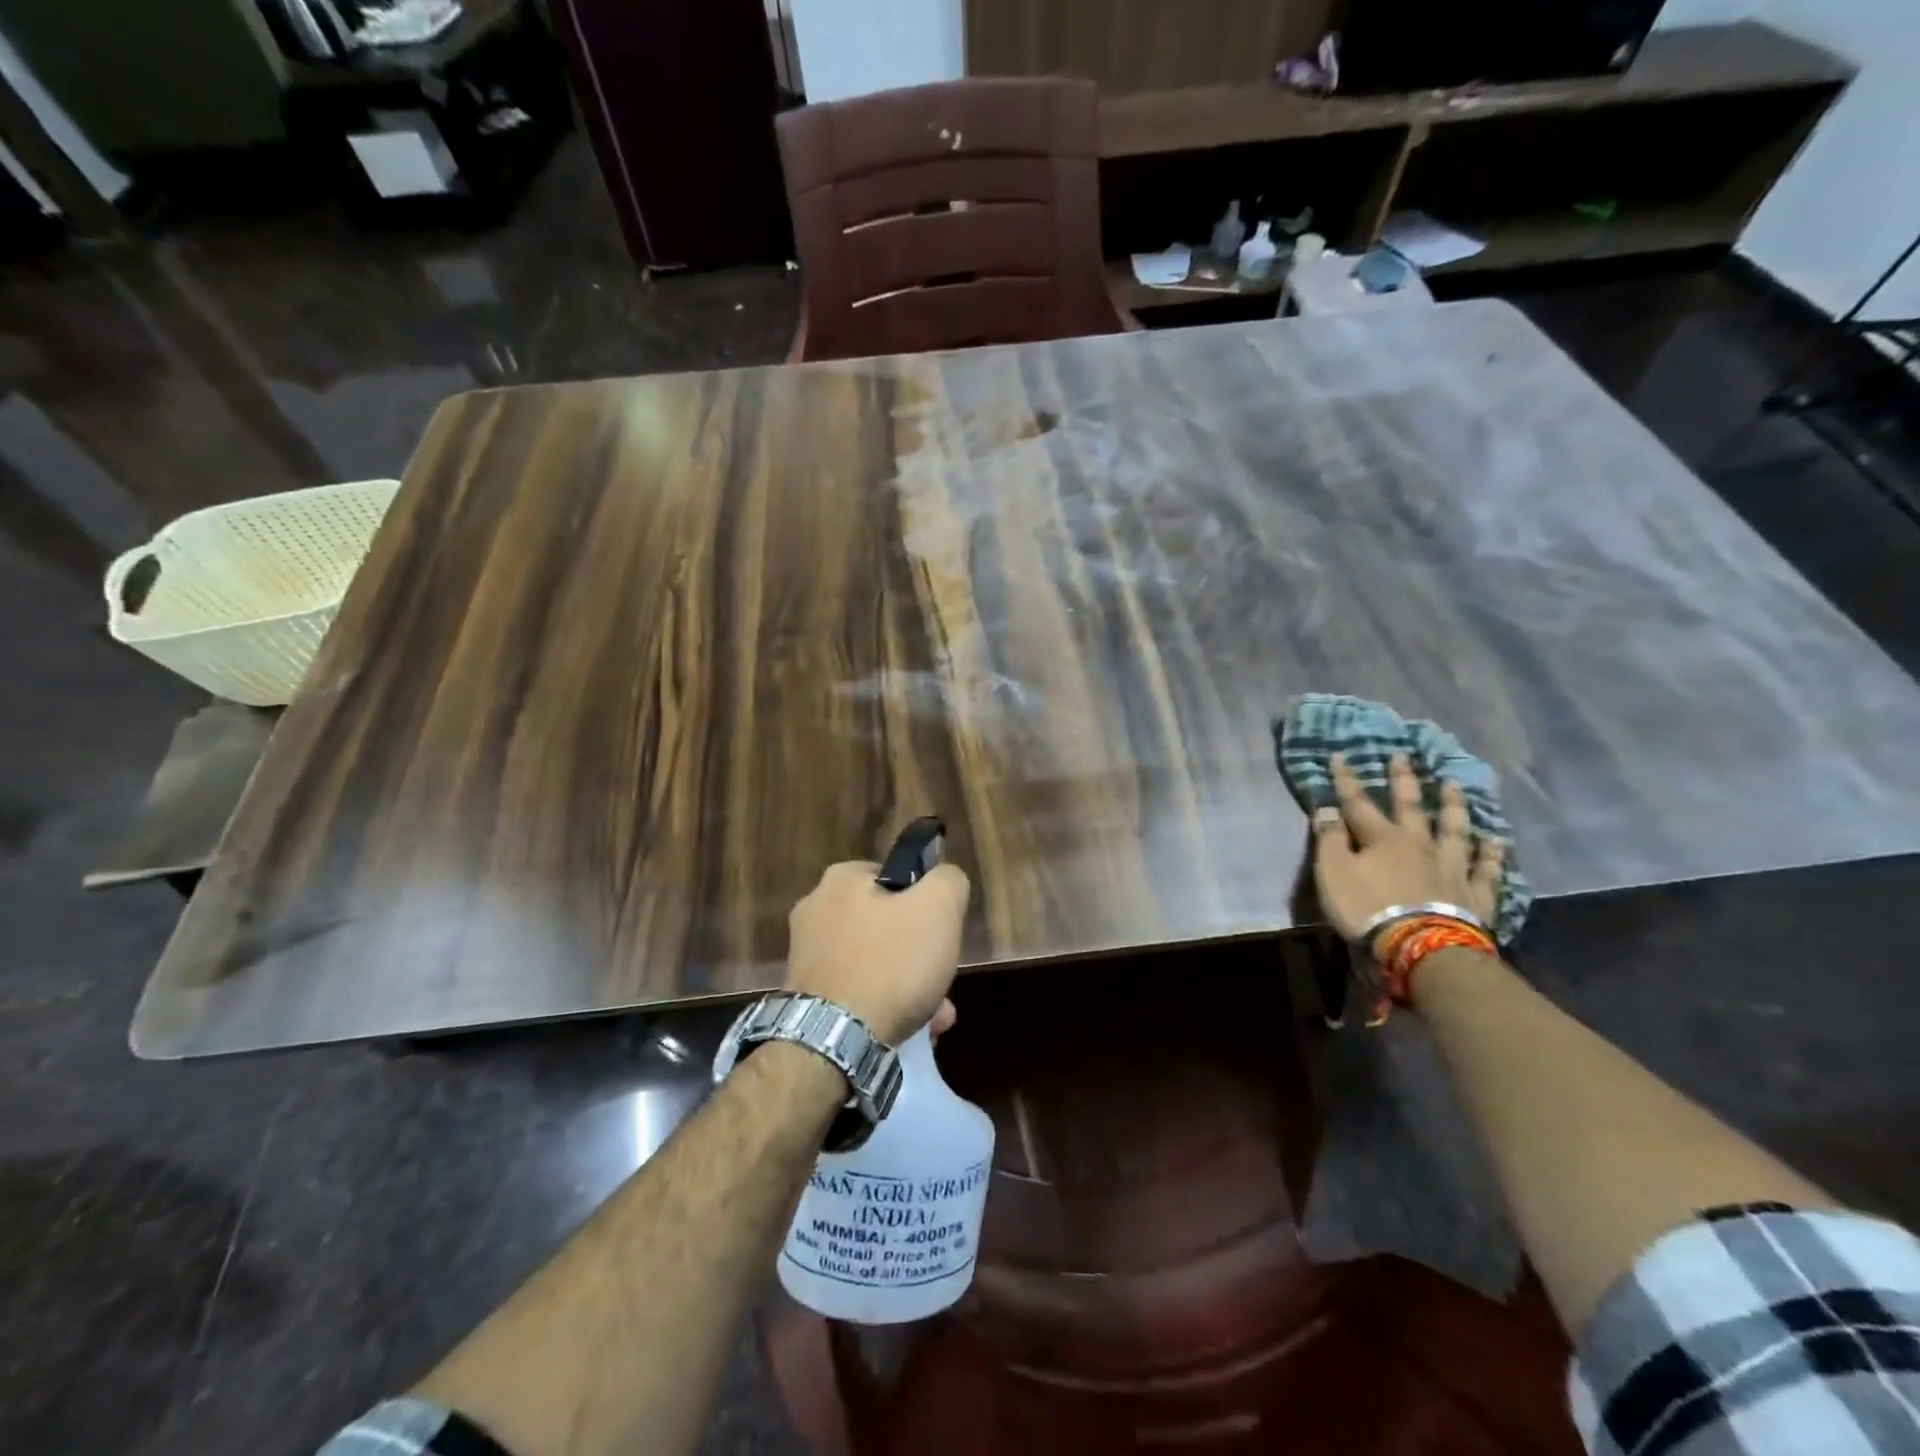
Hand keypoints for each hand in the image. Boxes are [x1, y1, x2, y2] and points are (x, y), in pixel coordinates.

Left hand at [786, 860, 970, 1044]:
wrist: (832, 1042)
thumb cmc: (890, 964)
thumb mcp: (939, 908)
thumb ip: (948, 881)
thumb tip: (944, 880)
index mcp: (840, 879)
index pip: (897, 877)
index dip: (926, 903)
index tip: (941, 932)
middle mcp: (815, 910)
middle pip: (887, 924)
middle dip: (919, 952)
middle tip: (941, 978)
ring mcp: (806, 956)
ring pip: (875, 961)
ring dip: (908, 984)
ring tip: (935, 1016)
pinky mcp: (805, 996)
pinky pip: (857, 991)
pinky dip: (883, 1006)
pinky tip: (911, 1031)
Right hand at [1312, 753, 1503, 945]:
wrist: (1422, 947)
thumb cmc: (1368, 908)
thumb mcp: (1333, 873)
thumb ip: (1329, 839)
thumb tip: (1326, 809)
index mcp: (1383, 839)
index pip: (1359, 803)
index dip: (1347, 780)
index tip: (1340, 756)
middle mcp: (1420, 845)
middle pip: (1411, 807)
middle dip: (1404, 781)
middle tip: (1404, 757)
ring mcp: (1452, 868)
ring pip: (1455, 831)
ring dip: (1453, 807)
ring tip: (1455, 786)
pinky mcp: (1475, 895)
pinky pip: (1487, 870)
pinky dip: (1491, 855)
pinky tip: (1496, 841)